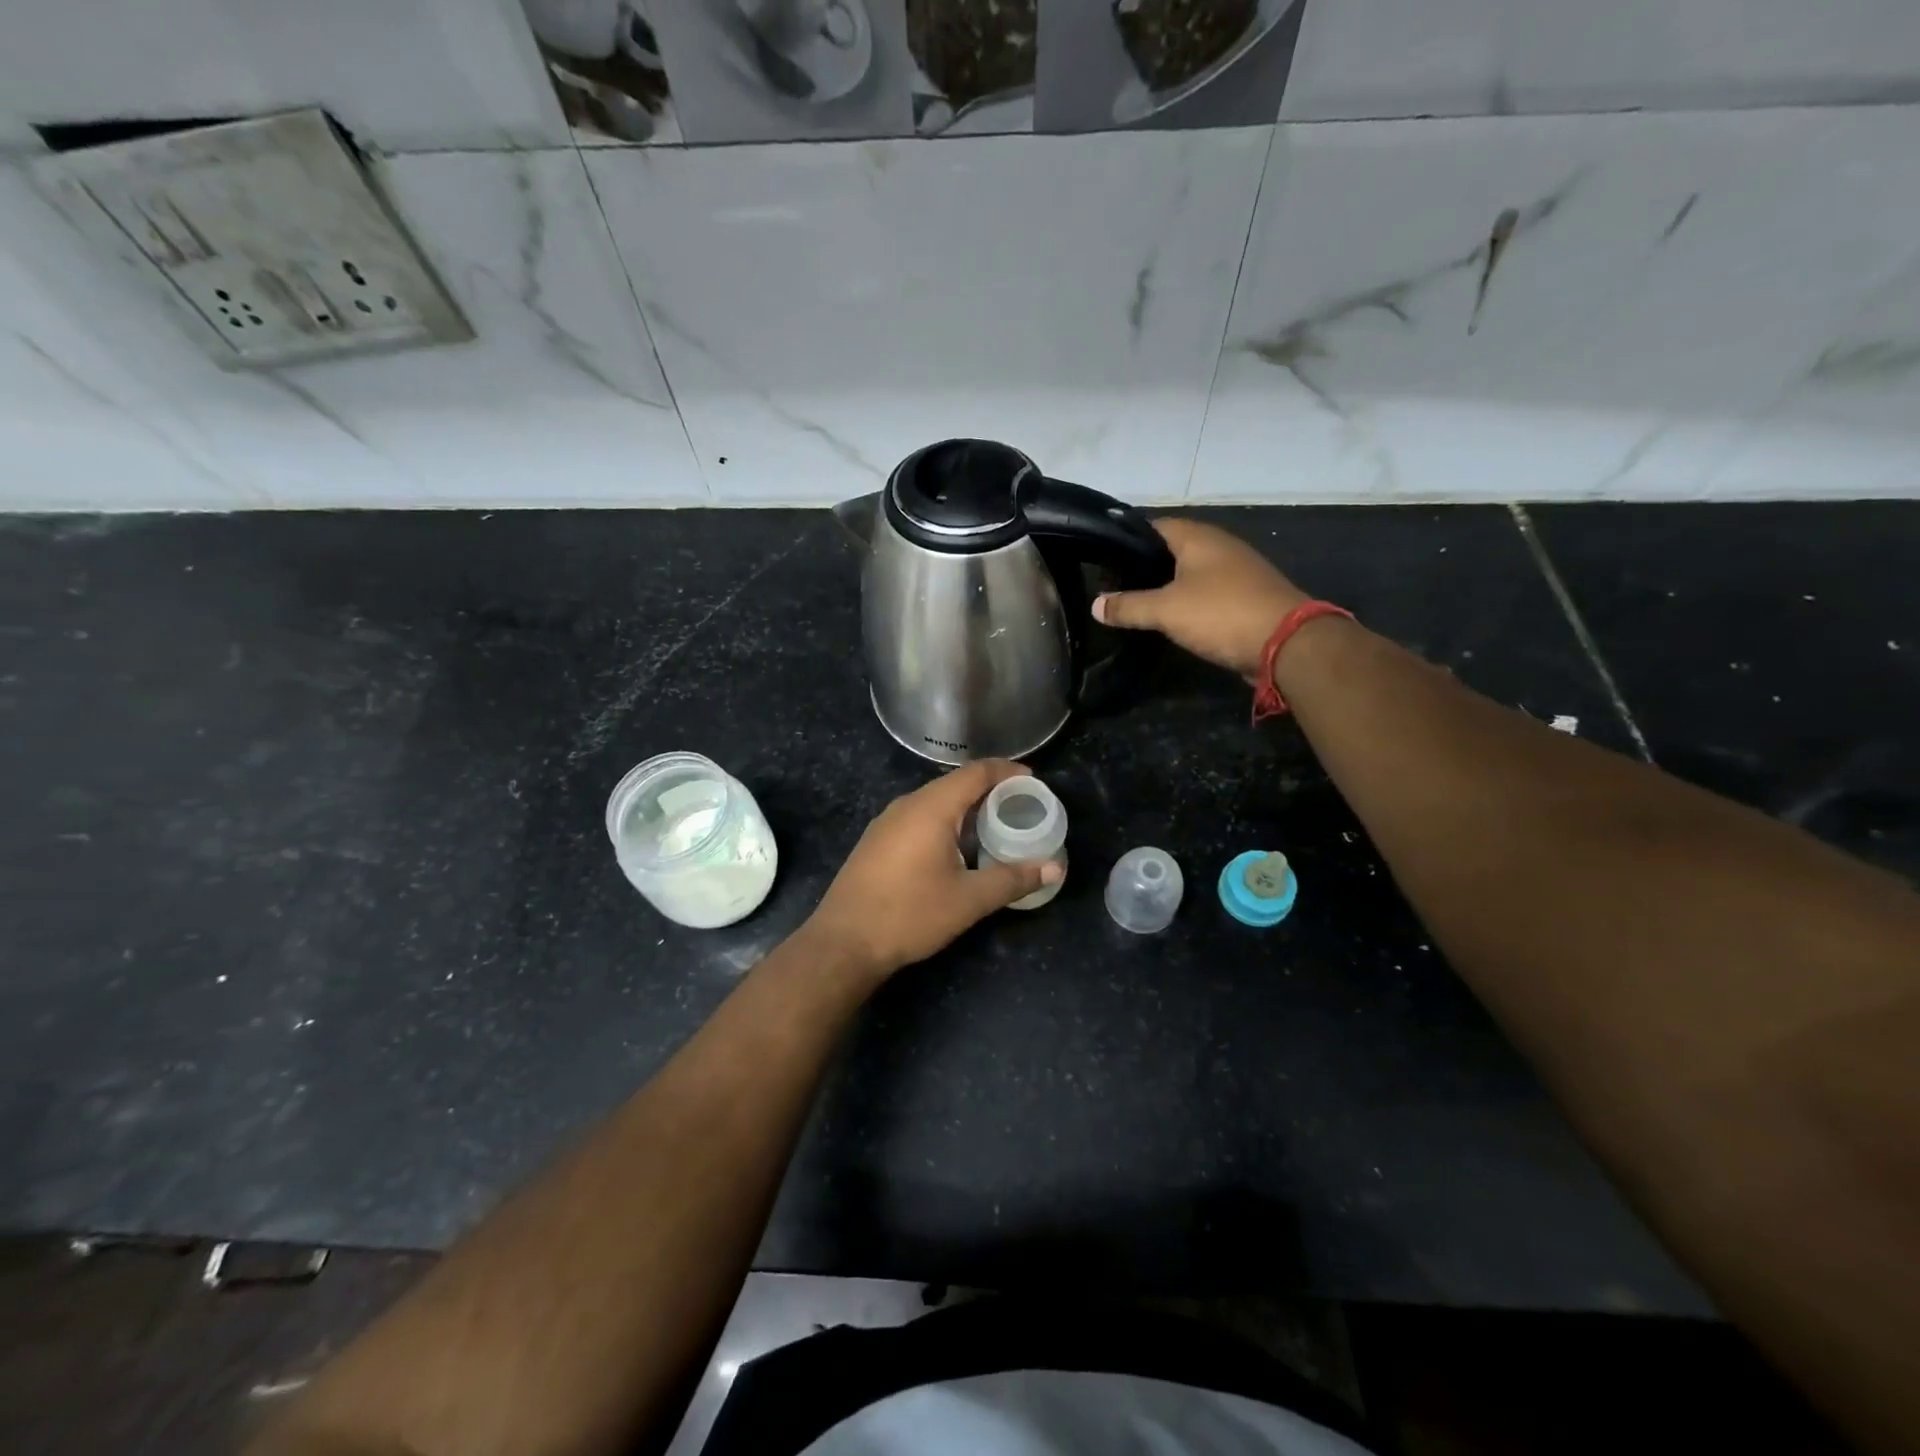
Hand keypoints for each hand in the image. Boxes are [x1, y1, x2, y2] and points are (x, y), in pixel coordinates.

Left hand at [802, 759, 1061, 979]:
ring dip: (966, 810)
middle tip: (1020, 809)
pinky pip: (919, 818)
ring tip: (994, 828)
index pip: (976, 773)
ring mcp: (887, 822)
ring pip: (935, 802)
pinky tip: (957, 850)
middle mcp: (907, 805)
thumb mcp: (969, 900)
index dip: (1007, 772)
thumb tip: (1055, 868)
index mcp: (931, 807)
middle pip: (955, 784)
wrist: (844, 942)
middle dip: (990, 792)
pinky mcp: (877, 841)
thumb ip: (1013, 879)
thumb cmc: (910, 914)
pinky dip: (945, 823)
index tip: (1034, 782)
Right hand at [1092, 518, 1307, 680]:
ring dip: (1164, 586)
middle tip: (1112, 586)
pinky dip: (1185, 601)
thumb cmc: (1221, 613)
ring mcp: (1235, 571)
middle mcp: (1218, 546)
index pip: (1153, 526)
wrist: (1287, 643)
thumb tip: (1095, 605)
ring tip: (1134, 603)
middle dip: (1143, 566)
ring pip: (1189, 572)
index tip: (1102, 560)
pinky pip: (1205, 592)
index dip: (1126, 540)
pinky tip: (1169, 618)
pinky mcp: (1244, 596)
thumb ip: (1128, 607)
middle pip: (1171, 549)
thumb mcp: (1166, 610)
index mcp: (1198, 537)